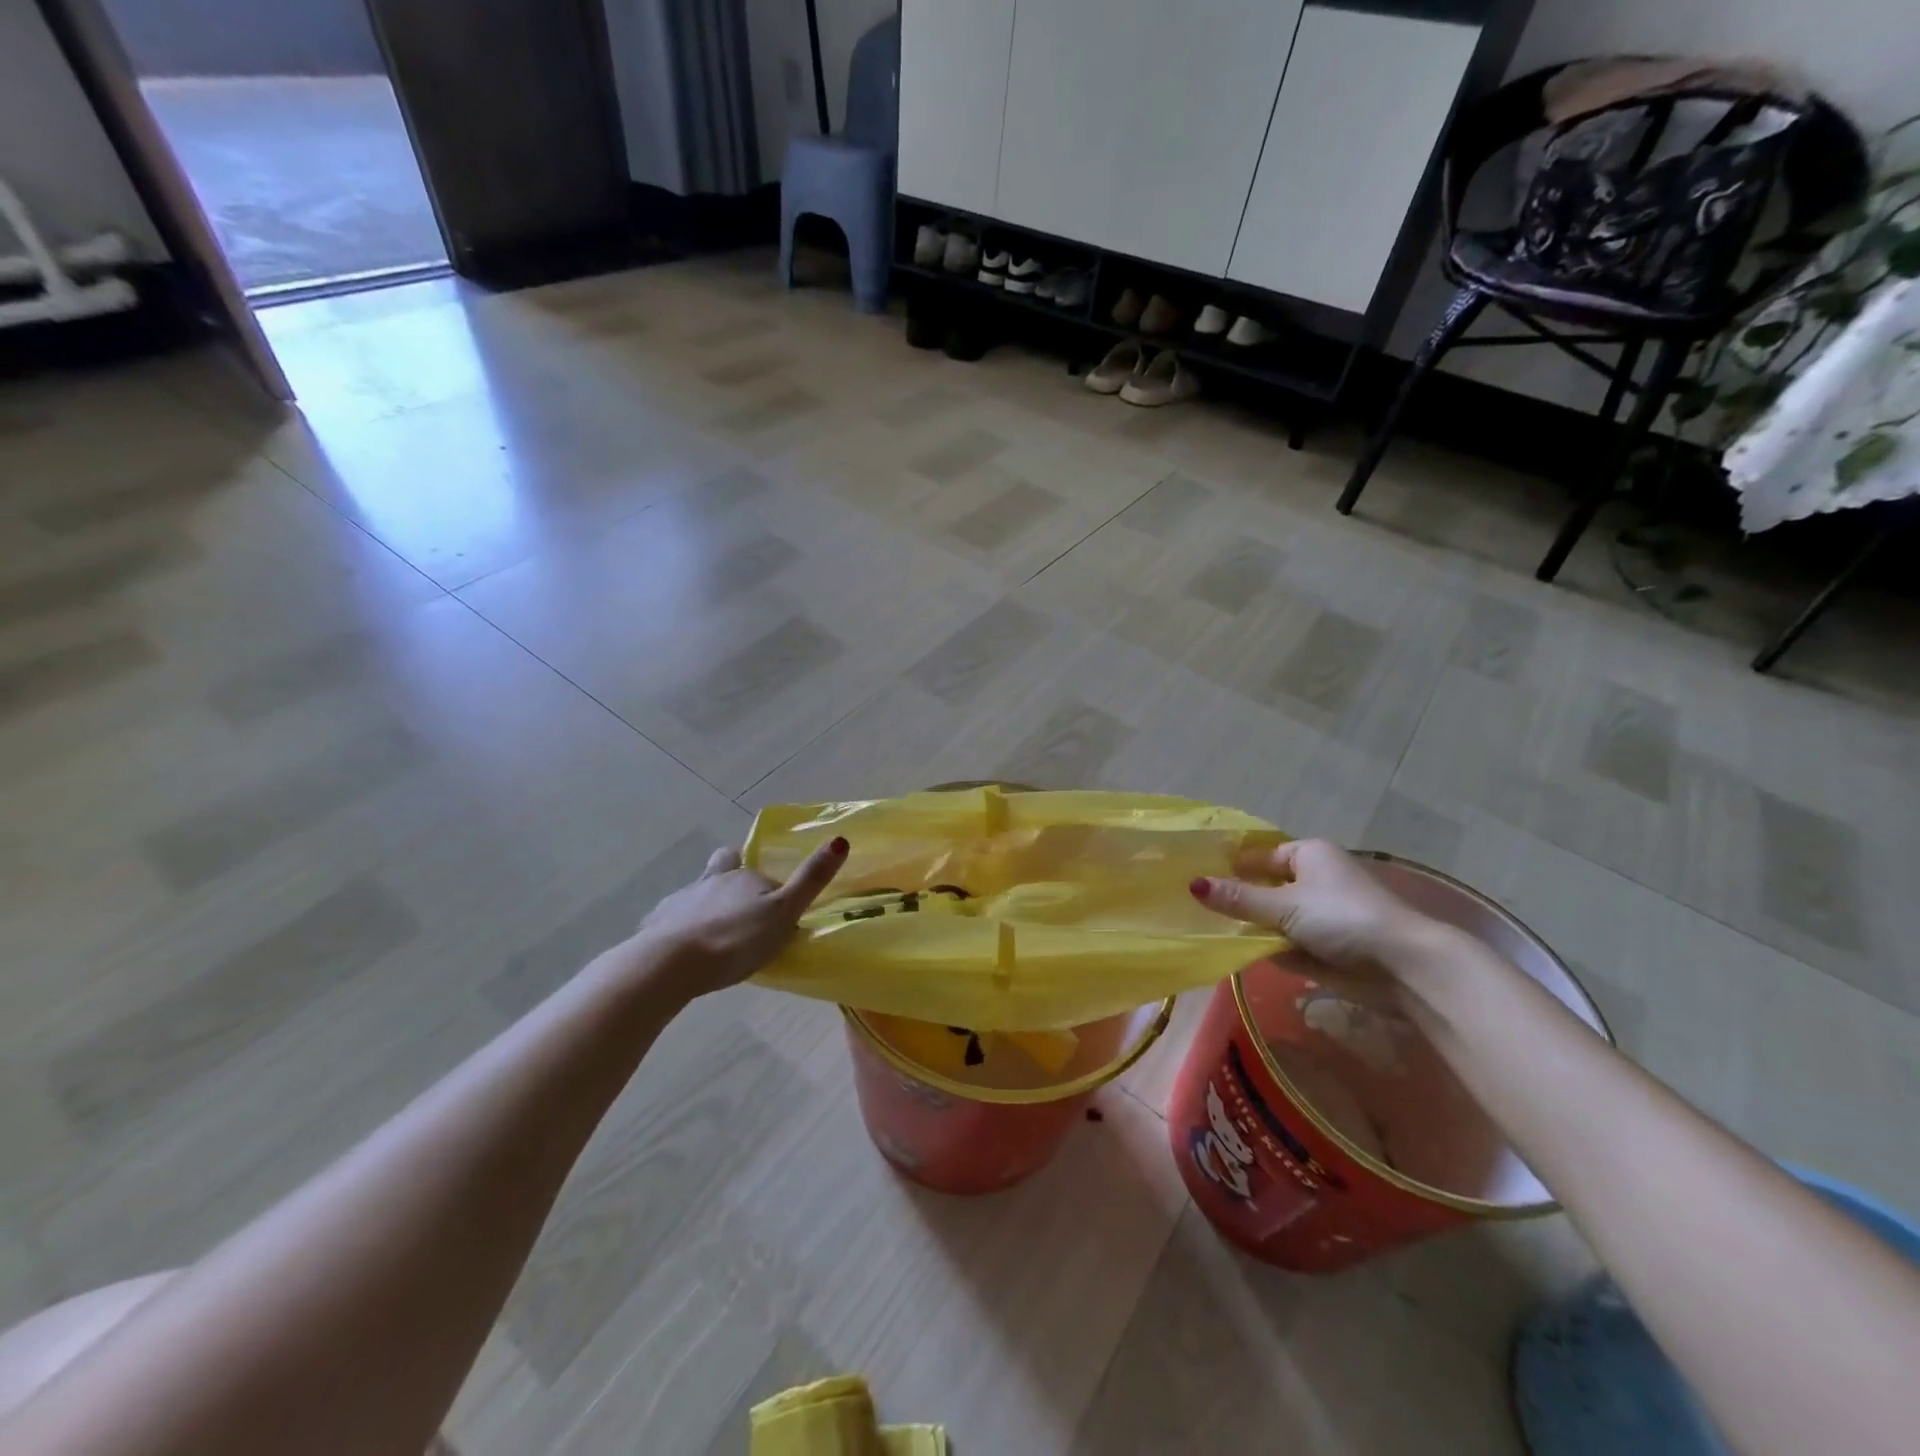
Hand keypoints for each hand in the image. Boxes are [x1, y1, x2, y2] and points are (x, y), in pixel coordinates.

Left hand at [630, 838, 848, 996]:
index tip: (779, 914)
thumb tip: (840, 839)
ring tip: (717, 933)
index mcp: (745, 876)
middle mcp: (713, 879)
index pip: (764, 876)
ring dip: (708, 904)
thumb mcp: (783, 912)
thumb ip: (810, 880)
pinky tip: (685, 948)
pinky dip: (682, 927)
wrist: (669, 964)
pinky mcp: (657, 922)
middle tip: (744, 907)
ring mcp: (682, 899)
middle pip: (725, 868)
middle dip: (733, 878)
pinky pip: (673, 918)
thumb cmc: (734, 939)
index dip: (772, 890)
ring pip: (699, 892)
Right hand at [1190, 839, 1432, 969]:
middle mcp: (1316, 880)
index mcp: (1309, 855)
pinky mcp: (1328, 947)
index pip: (1261, 856)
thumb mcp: (1283, 905)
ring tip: (1210, 933)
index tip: (1197, 879)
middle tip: (1197, 909)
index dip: (1232, 866)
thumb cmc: (1342, 918)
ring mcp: (1323, 915)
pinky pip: (1289, 944)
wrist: (1404, 967)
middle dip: (1240, 900)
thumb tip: (1193, 884)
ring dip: (1254, 928)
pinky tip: (1242, 955)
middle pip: (1267, 887)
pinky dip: (1272, 950)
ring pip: (1276, 918)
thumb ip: (1238, 898)